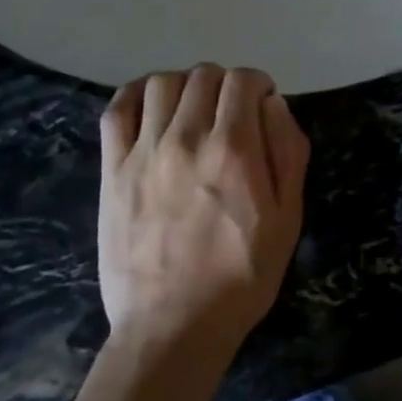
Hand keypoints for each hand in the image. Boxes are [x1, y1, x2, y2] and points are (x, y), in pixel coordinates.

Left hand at [97, 65, 309, 346]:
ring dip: (185, 85)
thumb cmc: (242, 276)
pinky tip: (151, 107)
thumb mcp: (288, 219)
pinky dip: (136, 95)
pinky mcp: (113, 169)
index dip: (257, 84)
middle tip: (232, 111)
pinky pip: (117, 110)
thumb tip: (272, 104)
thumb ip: (287, 152)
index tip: (262, 104)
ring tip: (193, 110)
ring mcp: (144, 152)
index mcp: (234, 150)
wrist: (173, 325)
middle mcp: (187, 139)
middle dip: (225, 84)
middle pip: (204, 75)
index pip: (242, 81)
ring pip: (162, 83)